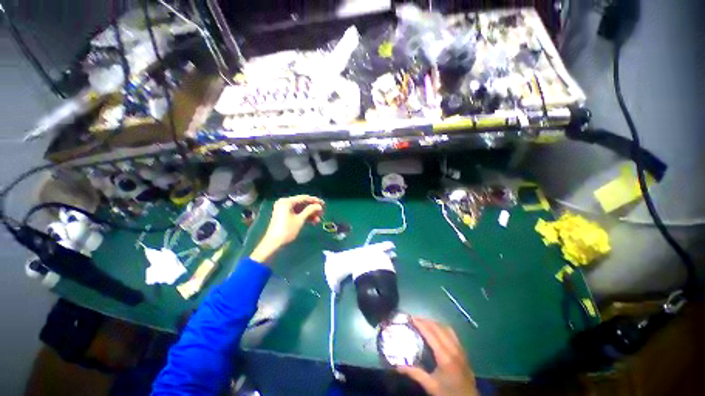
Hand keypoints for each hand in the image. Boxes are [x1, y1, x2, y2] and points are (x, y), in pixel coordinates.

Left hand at [250, 195, 323, 262]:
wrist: (274, 243)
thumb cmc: (287, 230)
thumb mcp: (300, 220)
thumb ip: (310, 211)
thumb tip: (319, 206)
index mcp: (287, 201)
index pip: (304, 198)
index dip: (315, 201)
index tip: (323, 204)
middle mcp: (285, 203)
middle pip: (302, 203)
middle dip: (313, 209)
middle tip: (322, 213)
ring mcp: (284, 209)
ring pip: (300, 209)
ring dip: (310, 214)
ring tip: (318, 220)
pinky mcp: (284, 215)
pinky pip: (297, 213)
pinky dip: (304, 216)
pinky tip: (312, 221)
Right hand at [397, 317, 477, 395]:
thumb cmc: (449, 393)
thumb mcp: (431, 385)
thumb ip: (415, 374)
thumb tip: (398, 366)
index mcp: (445, 356)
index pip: (431, 334)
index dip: (420, 324)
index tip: (411, 317)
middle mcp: (453, 348)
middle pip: (438, 328)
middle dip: (426, 321)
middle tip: (414, 318)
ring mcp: (460, 349)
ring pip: (446, 328)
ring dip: (435, 323)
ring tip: (424, 322)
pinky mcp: (463, 351)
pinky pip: (452, 333)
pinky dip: (443, 328)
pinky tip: (438, 331)